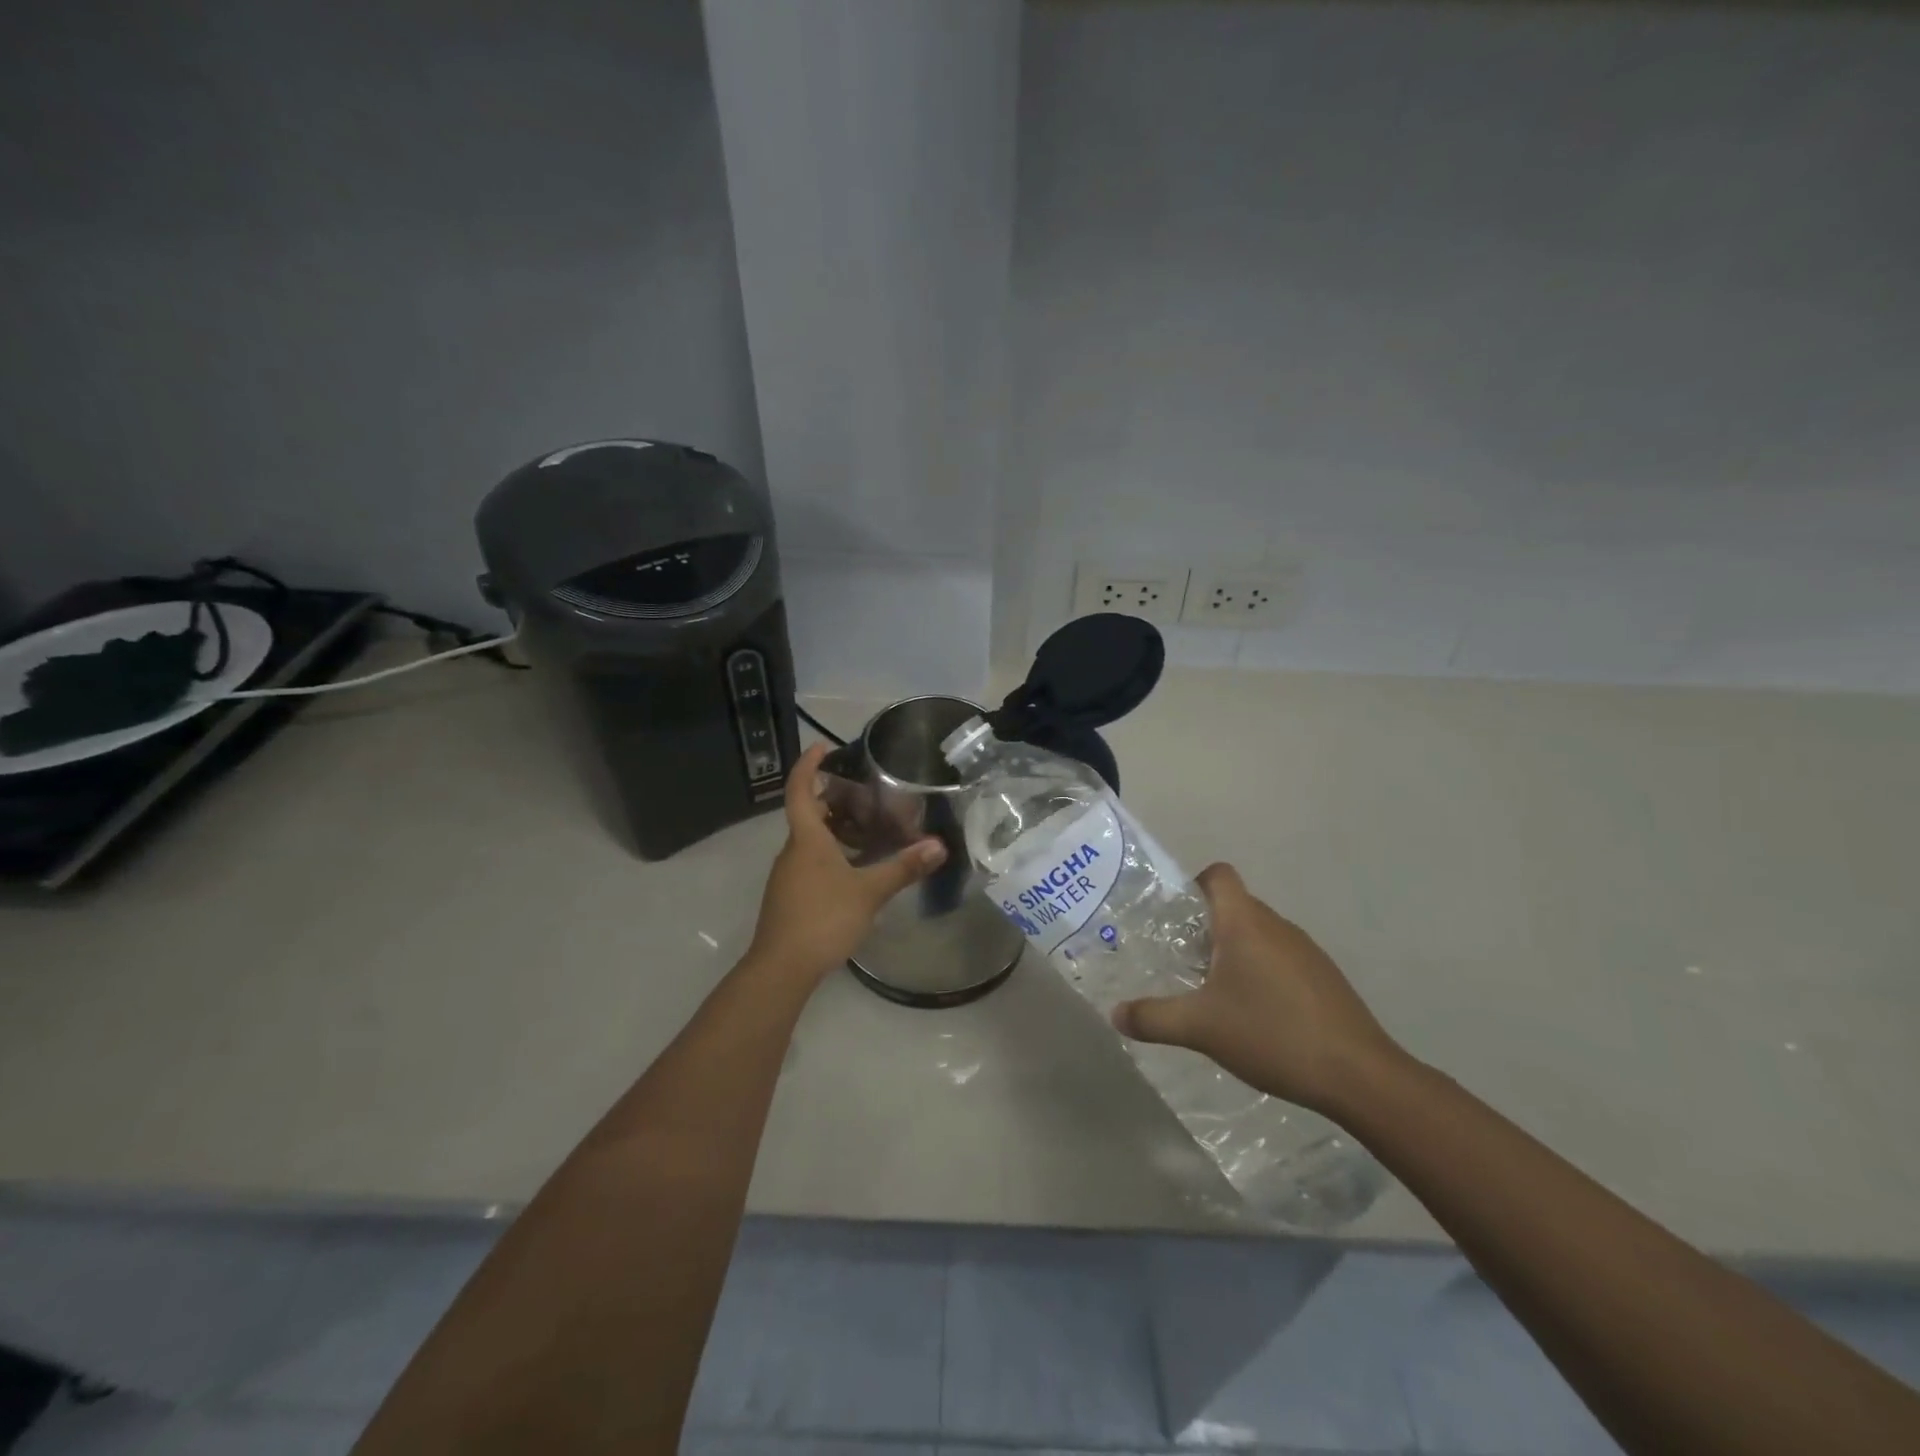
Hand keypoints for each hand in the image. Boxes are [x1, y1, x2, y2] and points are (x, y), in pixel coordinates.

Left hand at [747, 743, 945, 981]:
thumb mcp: (869, 891)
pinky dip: (833, 853)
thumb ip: (903, 867)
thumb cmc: (823, 919)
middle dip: (834, 799)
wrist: (781, 968)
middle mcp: (793, 850)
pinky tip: (858, 867)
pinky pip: (812, 861)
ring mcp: (789, 874)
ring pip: (812, 839)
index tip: (822, 747)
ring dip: (836, 828)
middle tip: (866, 794)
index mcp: (807, 839)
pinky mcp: (791, 895)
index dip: (809, 765)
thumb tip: (938, 846)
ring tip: (870, 829)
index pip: (801, 789)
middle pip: (809, 813)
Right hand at [1111, 863, 1403, 1115]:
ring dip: (1234, 953)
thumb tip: (1115, 1014)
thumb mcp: (1200, 1028)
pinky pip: (1281, 958)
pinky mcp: (1324, 978)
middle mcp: (1277, 926)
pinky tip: (1255, 1015)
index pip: (1219, 875)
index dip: (1193, 885)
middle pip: (1234, 906)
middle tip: (1181, 962)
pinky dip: (1261, 973)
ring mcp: (1306, 951)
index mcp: (1245, 923)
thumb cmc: (1272, 1034)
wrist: (1359, 1075)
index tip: (1174, 917)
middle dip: (1205, 928)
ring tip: (1214, 992)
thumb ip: (1153, 1018)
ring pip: (1258, 935)